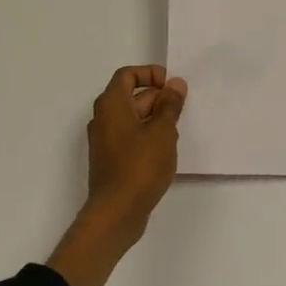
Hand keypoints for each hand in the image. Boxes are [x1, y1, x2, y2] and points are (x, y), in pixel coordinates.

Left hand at [83, 63, 186, 237]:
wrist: (116, 212)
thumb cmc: (140, 166)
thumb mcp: (162, 132)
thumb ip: (169, 105)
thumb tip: (175, 83)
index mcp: (111, 105)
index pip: (127, 75)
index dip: (150, 74)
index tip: (171, 85)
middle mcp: (103, 118)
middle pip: (131, 97)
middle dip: (158, 100)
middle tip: (182, 111)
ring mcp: (105, 140)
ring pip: (133, 119)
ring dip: (155, 121)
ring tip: (176, 135)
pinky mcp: (111, 160)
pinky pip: (130, 137)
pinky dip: (147, 137)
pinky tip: (165, 153)